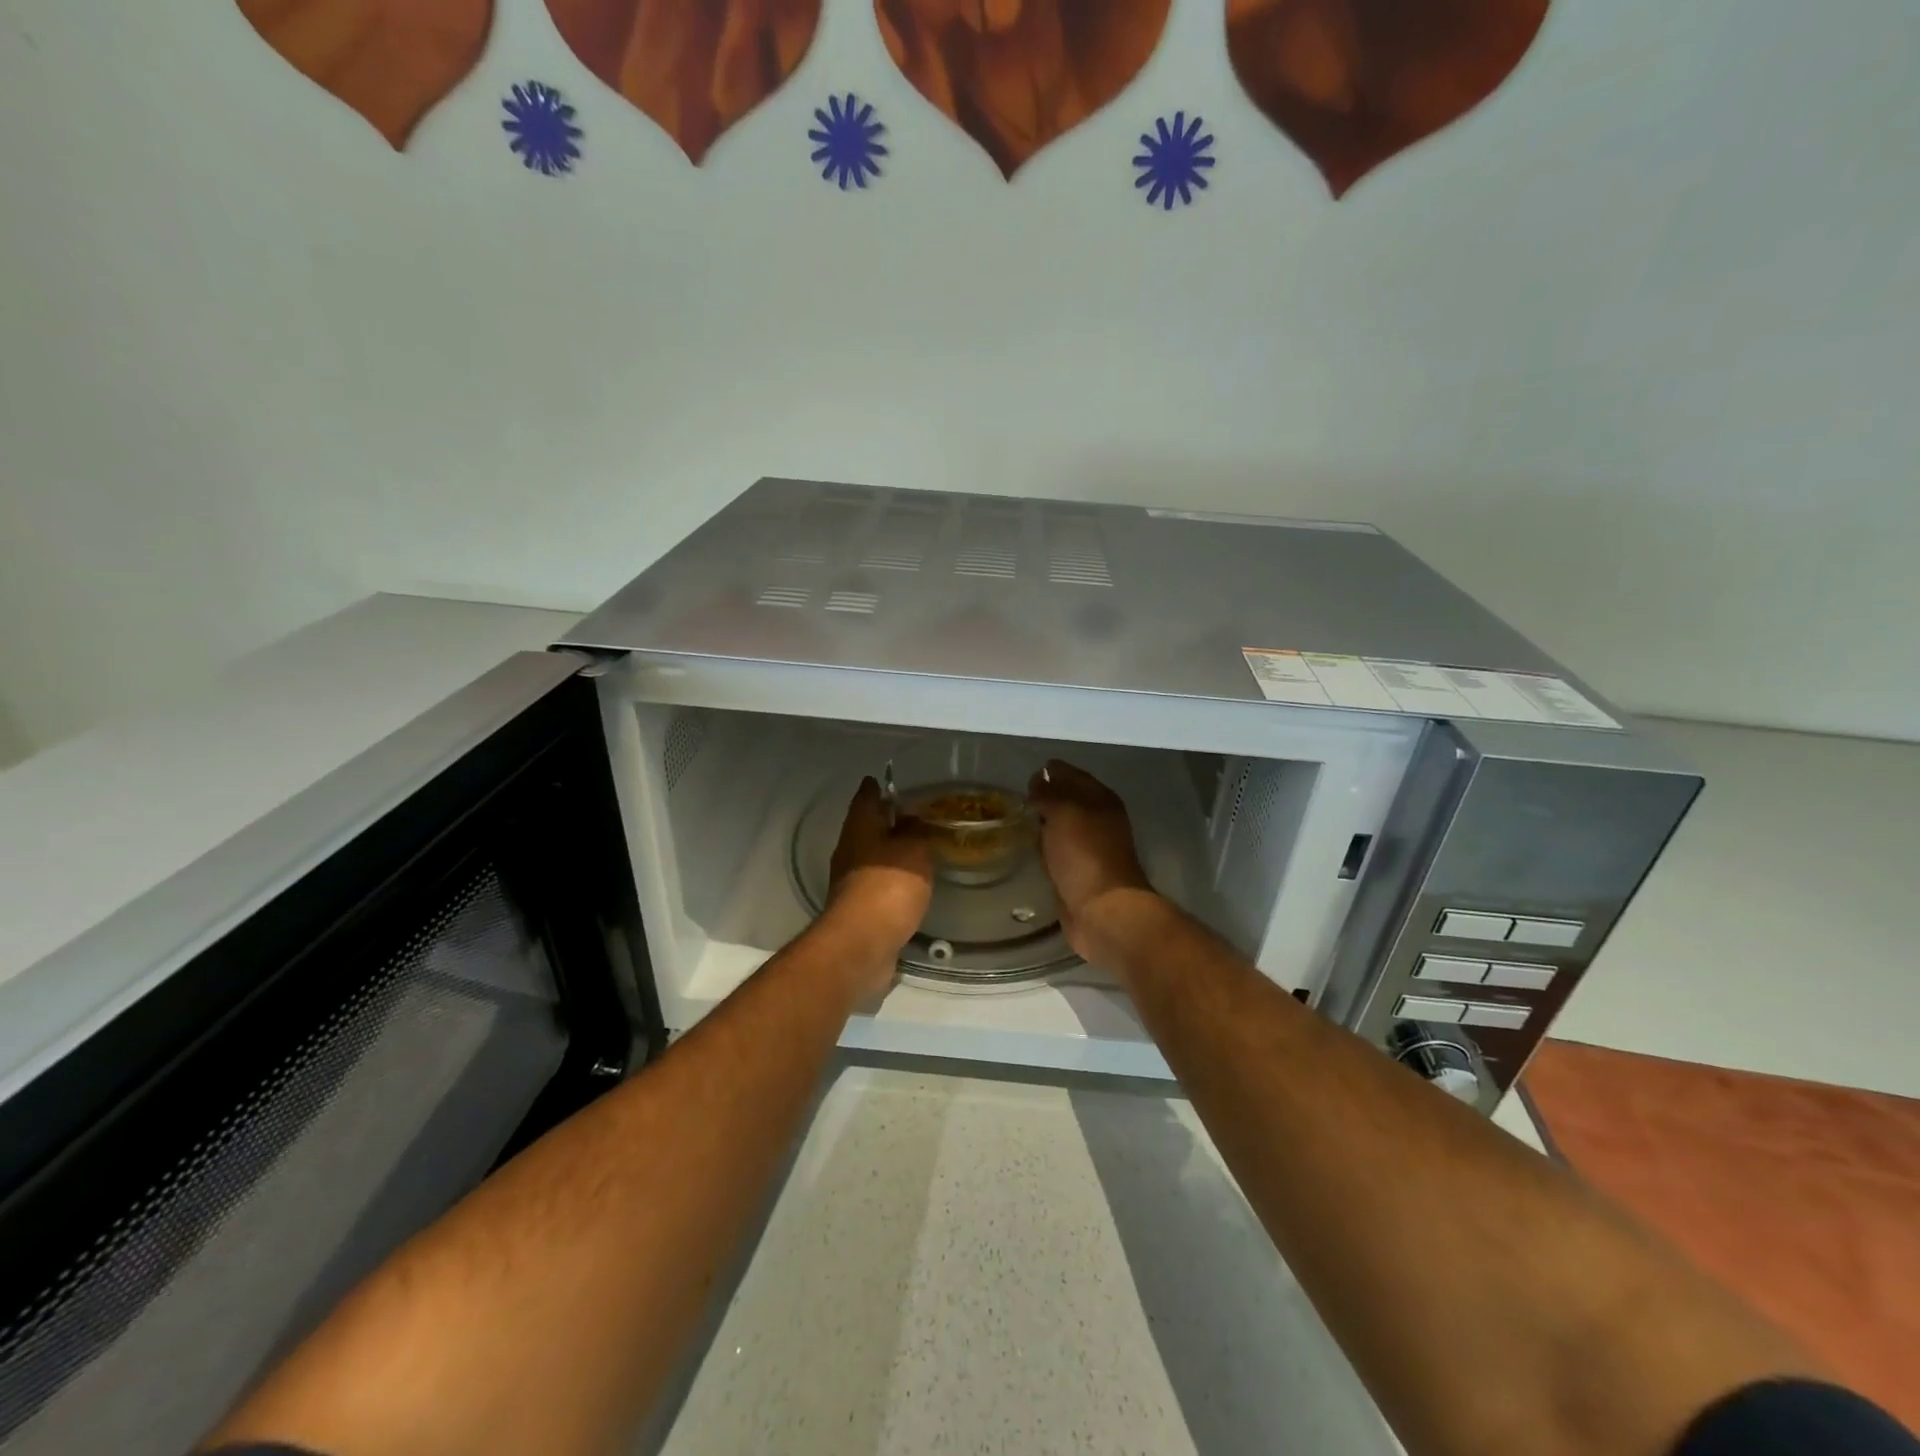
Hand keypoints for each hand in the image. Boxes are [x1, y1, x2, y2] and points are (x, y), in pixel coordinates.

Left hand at [825, 777, 934, 995]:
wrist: (862, 944)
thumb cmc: (888, 886)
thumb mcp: (913, 849)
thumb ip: (916, 830)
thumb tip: (913, 818)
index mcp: (859, 828)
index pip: (865, 797)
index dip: (876, 786)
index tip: (885, 778)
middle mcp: (850, 850)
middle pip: (867, 827)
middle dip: (886, 820)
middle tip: (914, 813)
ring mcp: (851, 881)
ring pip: (873, 856)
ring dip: (891, 850)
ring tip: (919, 846)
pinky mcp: (860, 908)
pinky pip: (879, 883)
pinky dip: (894, 878)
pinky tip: (912, 881)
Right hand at [1026, 760, 1159, 964]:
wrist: (1101, 910)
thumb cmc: (1084, 854)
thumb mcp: (1064, 812)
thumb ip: (1049, 792)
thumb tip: (1037, 781)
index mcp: (1100, 799)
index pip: (1070, 773)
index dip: (1049, 772)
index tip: (1024, 778)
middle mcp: (1097, 819)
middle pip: (1066, 800)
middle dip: (1043, 797)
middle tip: (1015, 799)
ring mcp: (1088, 847)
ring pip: (1060, 826)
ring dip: (1042, 823)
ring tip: (1016, 820)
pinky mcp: (1076, 872)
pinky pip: (1055, 851)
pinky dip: (1043, 847)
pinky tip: (1027, 848)